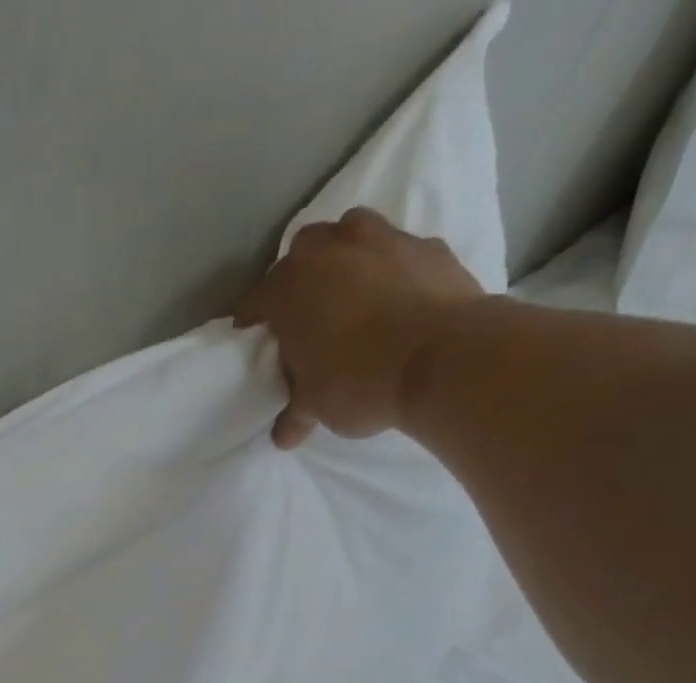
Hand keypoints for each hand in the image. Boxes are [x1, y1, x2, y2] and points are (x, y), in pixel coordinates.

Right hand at [234, 207, 484, 447]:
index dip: (252, 323)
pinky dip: (390, 272)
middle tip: (306, 317)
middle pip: (302, 253)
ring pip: (351, 235)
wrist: (443, 359)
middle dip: (299, 279)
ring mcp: (383, 238)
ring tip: (351, 298)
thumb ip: (295, 415)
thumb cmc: (358, 382)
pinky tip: (396, 303)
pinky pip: (397, 252)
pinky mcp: (428, 245)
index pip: (255, 301)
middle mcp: (331, 249)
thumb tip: (283, 435)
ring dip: (345, 259)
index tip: (254, 342)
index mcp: (290, 287)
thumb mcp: (315, 407)